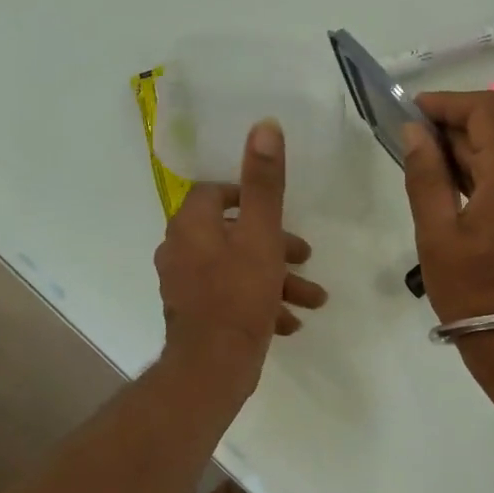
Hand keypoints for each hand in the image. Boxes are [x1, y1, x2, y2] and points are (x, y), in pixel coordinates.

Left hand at [154, 118, 326, 392]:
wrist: (212, 367)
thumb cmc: (239, 295)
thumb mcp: (261, 235)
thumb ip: (264, 183)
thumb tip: (264, 125)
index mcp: (192, 225)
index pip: (215, 193)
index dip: (248, 196)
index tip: (278, 212)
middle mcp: (181, 250)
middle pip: (232, 233)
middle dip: (275, 245)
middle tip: (305, 256)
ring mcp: (186, 285)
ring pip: (237, 269)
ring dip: (275, 279)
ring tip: (312, 299)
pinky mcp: (195, 314)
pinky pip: (231, 298)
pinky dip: (260, 303)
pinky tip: (288, 322)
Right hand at [402, 91, 493, 353]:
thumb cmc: (473, 291)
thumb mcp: (437, 234)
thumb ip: (426, 176)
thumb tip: (415, 131)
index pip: (488, 110)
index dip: (449, 102)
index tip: (413, 111)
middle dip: (453, 129)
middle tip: (410, 143)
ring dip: (467, 153)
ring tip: (426, 170)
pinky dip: (485, 174)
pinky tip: (454, 191)